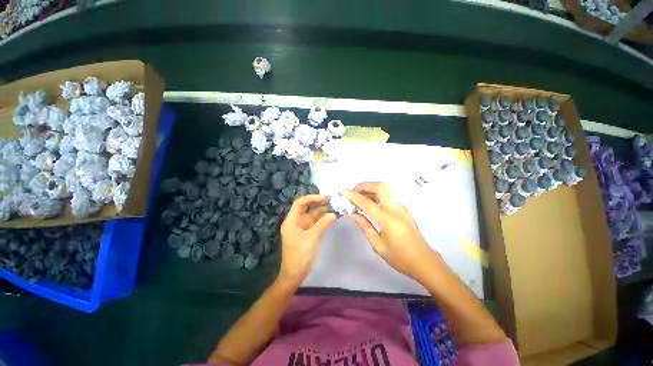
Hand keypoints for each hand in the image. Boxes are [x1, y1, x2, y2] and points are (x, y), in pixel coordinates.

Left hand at [278, 194, 336, 284]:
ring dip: (323, 210)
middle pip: (307, 207)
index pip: (300, 203)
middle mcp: (296, 221)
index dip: (312, 198)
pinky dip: (323, 219)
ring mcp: (303, 226)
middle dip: (319, 202)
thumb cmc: (299, 256)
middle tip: (332, 200)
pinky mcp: (308, 232)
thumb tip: (333, 214)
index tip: (325, 198)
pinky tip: (332, 216)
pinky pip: (316, 222)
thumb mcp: (311, 239)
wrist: (295, 274)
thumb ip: (322, 225)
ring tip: (335, 206)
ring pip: (313, 214)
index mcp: (292, 220)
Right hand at [343, 182, 437, 281]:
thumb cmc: (400, 258)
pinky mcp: (403, 210)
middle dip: (365, 185)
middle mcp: (396, 209)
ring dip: (370, 189)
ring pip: (385, 190)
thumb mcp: (378, 245)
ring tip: (359, 198)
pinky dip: (376, 195)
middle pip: (381, 186)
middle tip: (353, 193)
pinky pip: (388, 196)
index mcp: (389, 220)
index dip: (354, 196)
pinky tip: (370, 204)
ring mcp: (402, 208)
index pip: (367, 203)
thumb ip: (365, 226)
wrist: (425, 262)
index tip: (343, 191)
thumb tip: (353, 213)